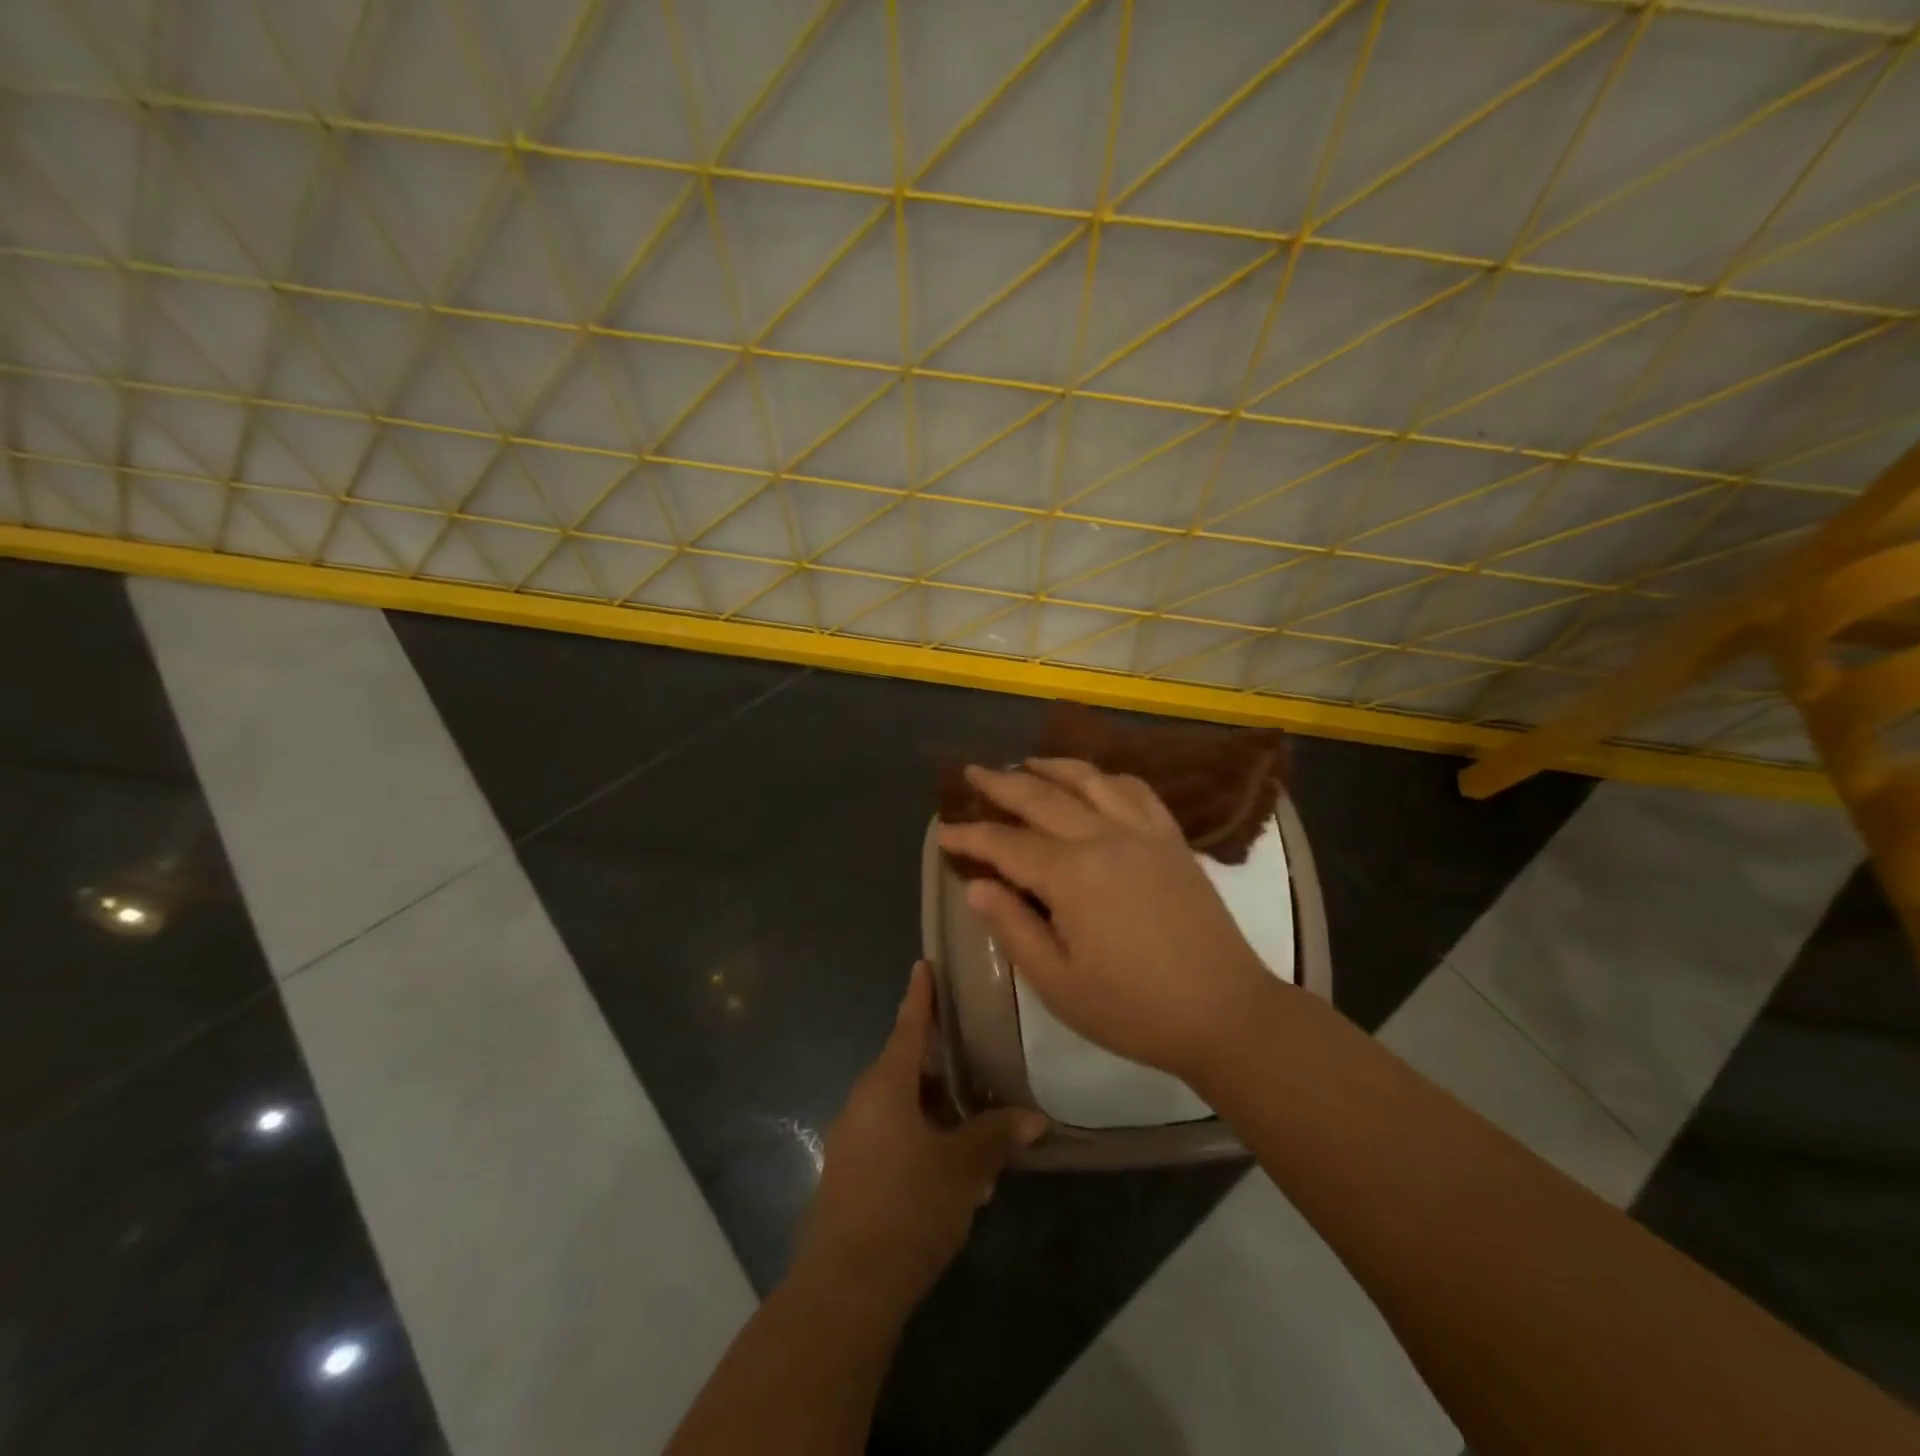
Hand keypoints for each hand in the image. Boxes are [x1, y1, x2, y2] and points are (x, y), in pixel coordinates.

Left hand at [795, 963, 1047, 1309]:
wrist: (845, 1288)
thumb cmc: (907, 1207)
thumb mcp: (962, 1168)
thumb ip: (996, 1137)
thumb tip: (1033, 1118)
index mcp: (885, 1086)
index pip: (908, 1026)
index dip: (920, 996)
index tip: (923, 965)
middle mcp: (863, 1103)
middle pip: (905, 1069)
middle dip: (942, 1067)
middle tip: (978, 1061)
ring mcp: (853, 1141)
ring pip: (901, 1109)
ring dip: (937, 1113)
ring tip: (979, 1131)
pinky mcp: (851, 1176)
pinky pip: (892, 1140)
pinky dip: (923, 1143)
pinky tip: (955, 1177)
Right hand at [936, 759, 1273, 1080]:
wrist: (1226, 1012)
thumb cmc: (1134, 1009)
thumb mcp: (1058, 983)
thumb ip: (1013, 929)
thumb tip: (976, 887)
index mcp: (1072, 875)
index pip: (1007, 844)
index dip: (971, 837)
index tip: (943, 833)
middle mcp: (1105, 838)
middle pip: (1043, 798)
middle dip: (1002, 783)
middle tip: (972, 772)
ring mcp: (1144, 833)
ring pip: (1090, 781)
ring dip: (1053, 767)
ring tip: (1027, 762)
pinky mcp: (1172, 839)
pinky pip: (1136, 791)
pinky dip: (1107, 777)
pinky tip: (1096, 780)